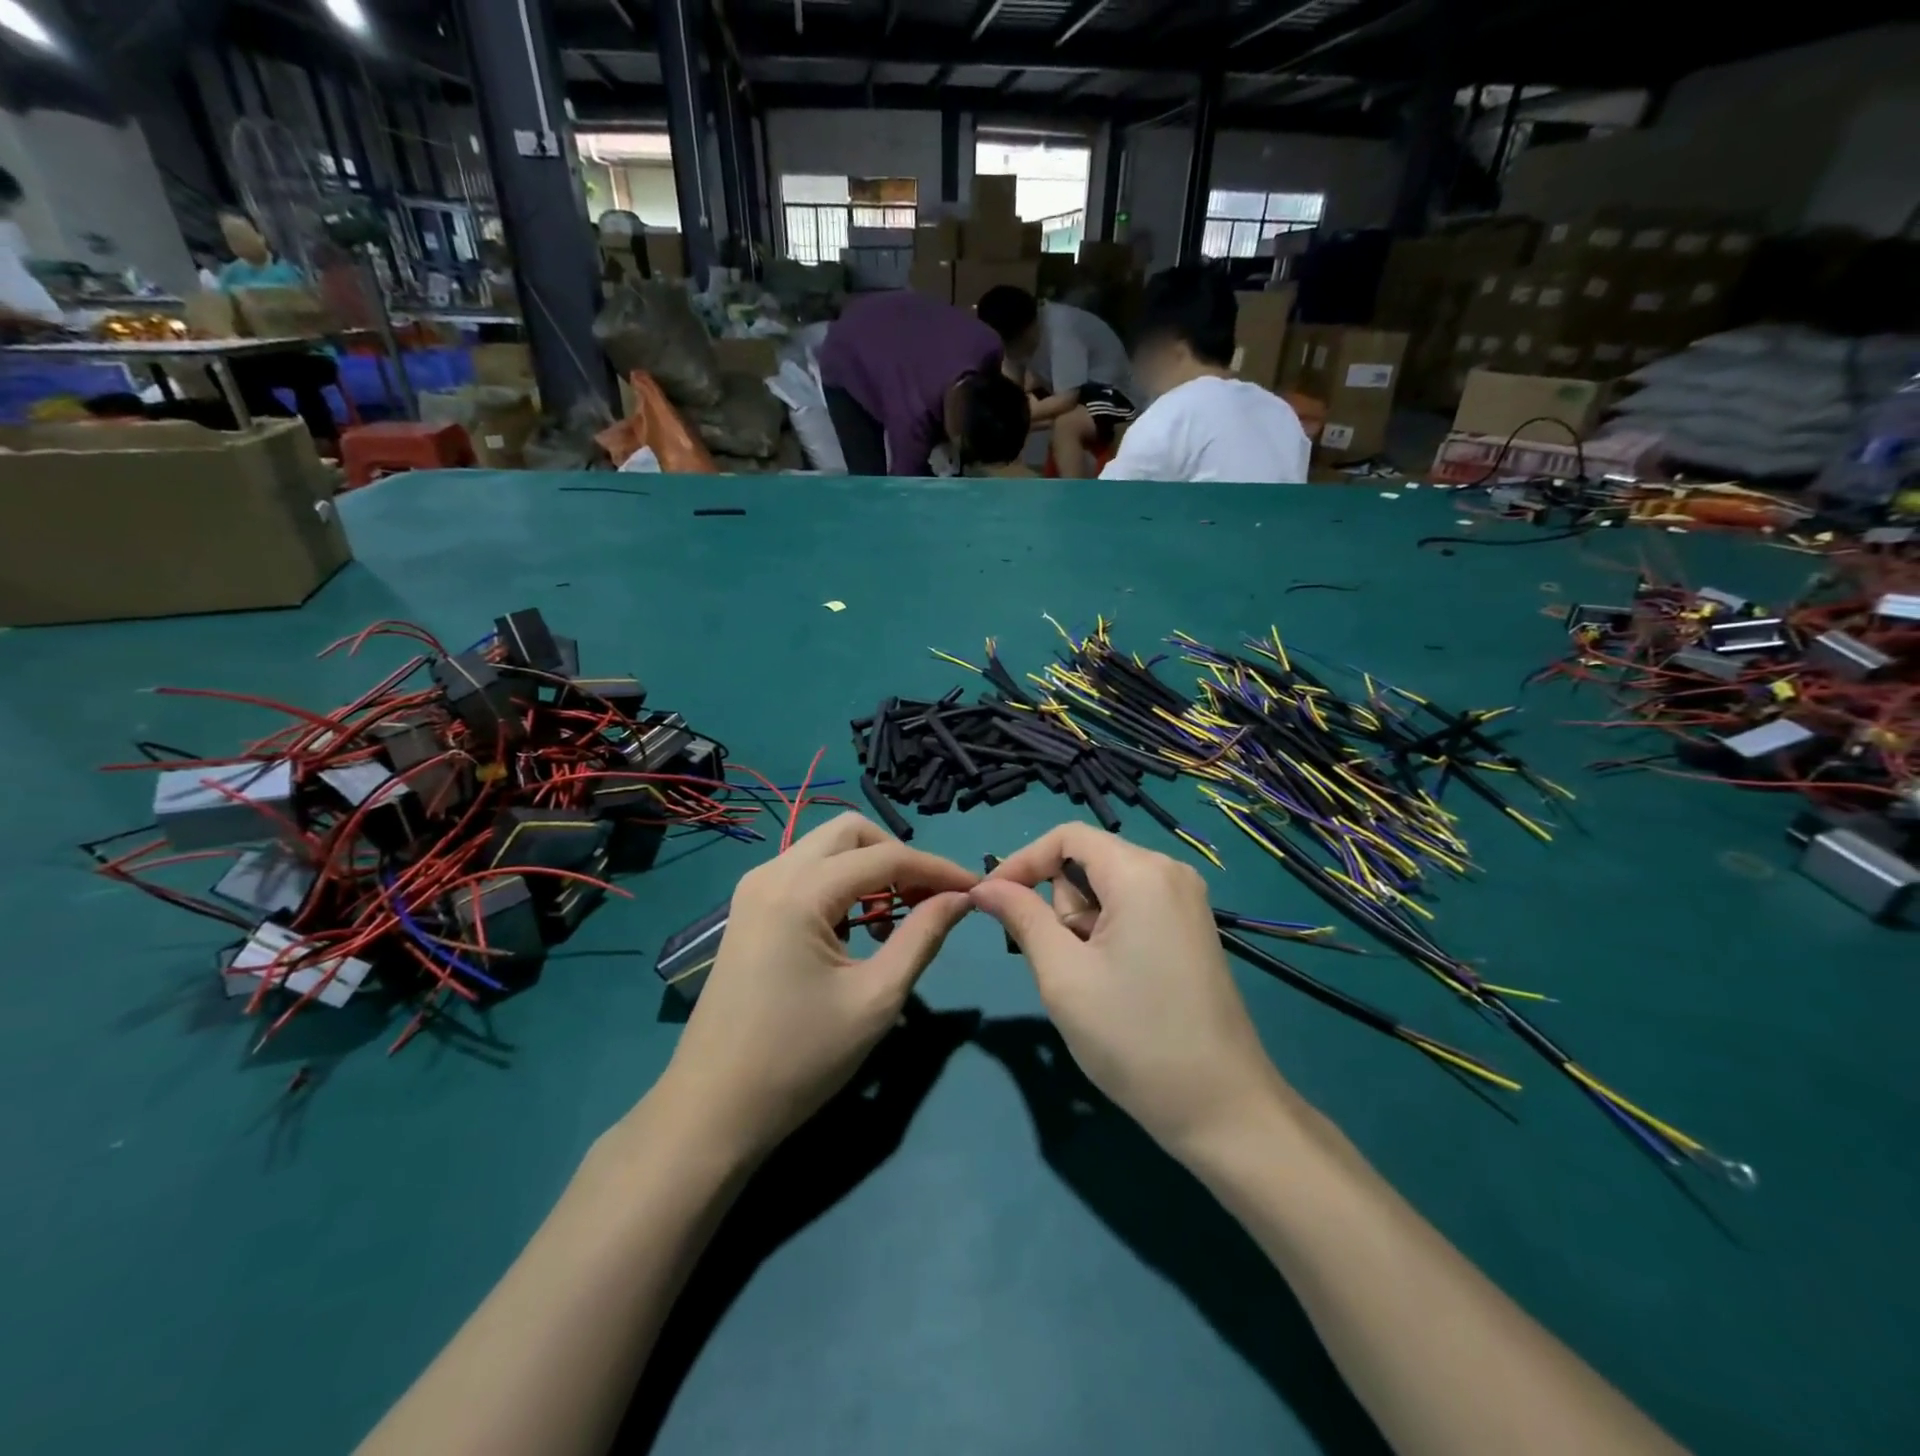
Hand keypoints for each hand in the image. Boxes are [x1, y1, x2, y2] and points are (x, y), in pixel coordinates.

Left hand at [661, 814, 976, 1159]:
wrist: (713, 1110)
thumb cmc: (799, 1059)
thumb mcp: (875, 999)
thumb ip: (923, 937)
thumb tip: (961, 898)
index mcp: (800, 891)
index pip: (885, 856)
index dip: (937, 868)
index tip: (977, 888)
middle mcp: (772, 873)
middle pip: (850, 831)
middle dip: (898, 855)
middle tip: (929, 898)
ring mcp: (754, 889)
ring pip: (826, 848)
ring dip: (869, 868)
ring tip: (899, 917)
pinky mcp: (749, 910)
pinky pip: (806, 872)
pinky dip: (842, 884)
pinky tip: (859, 928)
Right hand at [972, 824, 1287, 1160]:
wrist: (1222, 1108)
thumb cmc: (1133, 1037)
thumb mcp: (1063, 975)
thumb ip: (1022, 917)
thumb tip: (984, 887)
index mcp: (1140, 872)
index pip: (1066, 836)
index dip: (1022, 861)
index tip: (991, 901)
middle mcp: (1169, 872)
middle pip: (1088, 861)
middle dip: (1059, 905)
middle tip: (1060, 963)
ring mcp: (1186, 901)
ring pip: (1107, 888)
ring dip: (1082, 924)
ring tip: (1090, 981)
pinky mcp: (1192, 928)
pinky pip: (1132, 907)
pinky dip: (1106, 933)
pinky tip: (1114, 982)